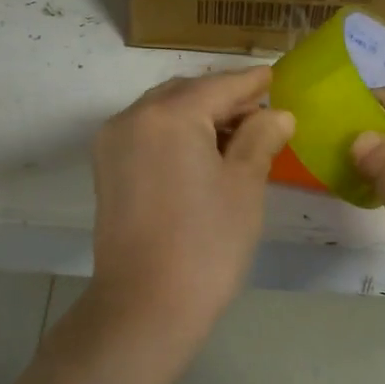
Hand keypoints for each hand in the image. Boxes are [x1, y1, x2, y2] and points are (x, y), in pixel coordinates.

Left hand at [87, 67, 294, 337]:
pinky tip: (203, 152)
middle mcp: (133, 118)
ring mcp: (114, 143)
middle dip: (224, 99)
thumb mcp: (244, 185)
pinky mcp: (107, 169)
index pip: (219, 87)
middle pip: (187, 93)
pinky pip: (147, 133)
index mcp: (169, 115)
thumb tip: (276, 115)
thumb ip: (260, 138)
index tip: (274, 77)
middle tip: (262, 114)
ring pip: (164, 112)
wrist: (145, 306)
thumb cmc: (206, 243)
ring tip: (238, 136)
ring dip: (199, 115)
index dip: (251, 83)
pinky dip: (176, 133)